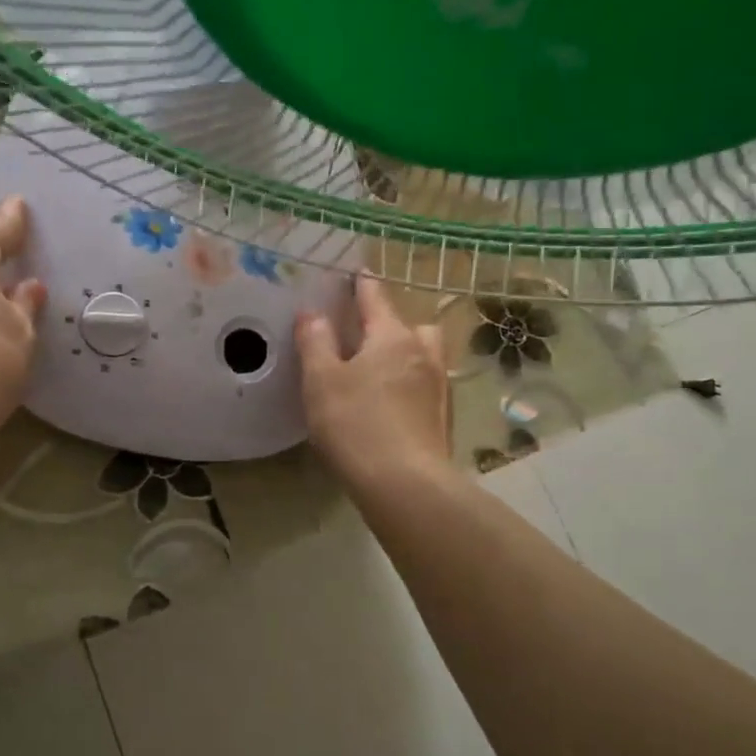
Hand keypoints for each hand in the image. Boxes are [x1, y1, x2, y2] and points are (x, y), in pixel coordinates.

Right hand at [297, 275, 450, 492]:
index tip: (358, 271)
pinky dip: (411, 385)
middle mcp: (423, 354)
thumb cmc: (356, 424)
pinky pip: (426, 386)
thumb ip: (315, 342)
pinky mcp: (443, 419)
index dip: (363, 283)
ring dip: (407, 354)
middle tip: (367, 337)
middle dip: (392, 324)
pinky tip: (392, 406)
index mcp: (392, 337)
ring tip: (380, 373)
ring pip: (425, 356)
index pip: (376, 298)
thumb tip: (313, 314)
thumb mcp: (321, 381)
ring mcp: (439, 387)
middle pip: (412, 325)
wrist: (405, 484)